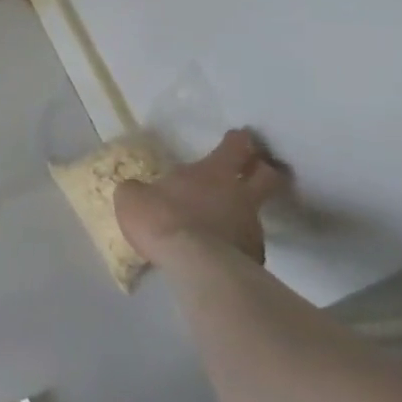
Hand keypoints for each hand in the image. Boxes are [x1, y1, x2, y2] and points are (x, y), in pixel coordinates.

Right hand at [115, 128, 290, 267]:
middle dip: (265, 170)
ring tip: (224, 219)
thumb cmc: (162, 218)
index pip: (235, 147)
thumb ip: (140, 190)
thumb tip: (140, 191)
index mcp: (212, 172)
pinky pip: (247, 242)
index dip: (238, 140)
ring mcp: (252, 227)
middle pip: (268, 176)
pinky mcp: (255, 257)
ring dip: (244, 211)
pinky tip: (220, 249)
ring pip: (257, 212)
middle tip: (260, 168)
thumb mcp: (133, 197)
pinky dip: (236, 241)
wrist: (195, 265)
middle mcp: (239, 195)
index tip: (240, 136)